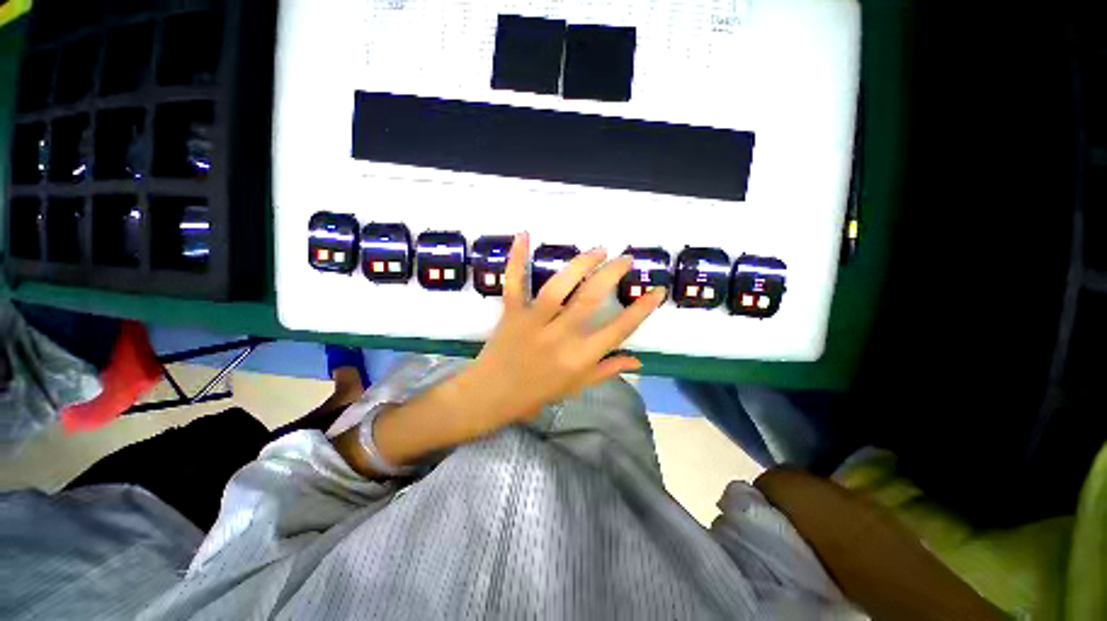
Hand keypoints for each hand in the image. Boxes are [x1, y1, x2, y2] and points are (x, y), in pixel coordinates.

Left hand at [456, 232, 665, 425]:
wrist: (490, 396)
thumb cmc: (535, 394)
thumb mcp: (575, 387)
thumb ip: (606, 370)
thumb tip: (637, 361)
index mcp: (578, 357)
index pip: (618, 330)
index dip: (641, 310)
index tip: (657, 291)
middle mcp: (559, 336)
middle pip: (590, 298)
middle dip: (612, 274)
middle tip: (626, 258)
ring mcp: (533, 321)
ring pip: (559, 286)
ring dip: (581, 264)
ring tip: (599, 250)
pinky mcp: (511, 312)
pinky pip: (514, 282)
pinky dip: (517, 258)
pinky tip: (524, 234)